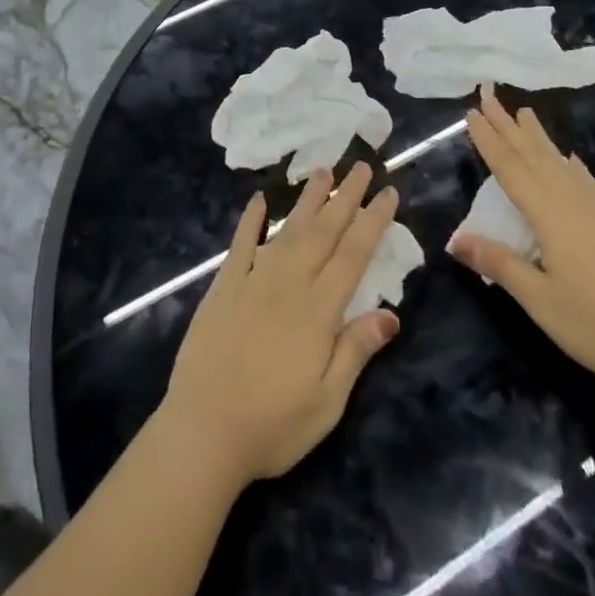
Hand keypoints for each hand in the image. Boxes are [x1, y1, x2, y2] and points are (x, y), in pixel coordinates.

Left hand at [159, 165, 401, 487]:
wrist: (203, 430)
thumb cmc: (273, 425)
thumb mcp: (327, 402)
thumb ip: (356, 351)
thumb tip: (391, 312)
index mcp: (318, 310)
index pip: (353, 255)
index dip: (373, 221)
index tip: (389, 192)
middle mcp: (288, 283)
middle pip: (324, 232)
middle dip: (346, 197)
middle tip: (363, 165)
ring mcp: (253, 280)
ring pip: (288, 230)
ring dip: (308, 200)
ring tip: (324, 171)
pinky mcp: (224, 287)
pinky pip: (241, 244)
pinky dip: (251, 220)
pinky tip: (260, 199)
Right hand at [448, 86, 594, 394]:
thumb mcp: (540, 301)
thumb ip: (499, 264)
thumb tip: (454, 238)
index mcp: (550, 216)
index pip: (510, 169)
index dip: (488, 140)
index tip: (471, 111)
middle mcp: (571, 203)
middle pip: (533, 155)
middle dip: (508, 125)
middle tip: (488, 94)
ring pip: (558, 162)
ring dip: (537, 136)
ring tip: (524, 111)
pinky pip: (583, 179)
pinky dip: (569, 162)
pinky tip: (569, 157)